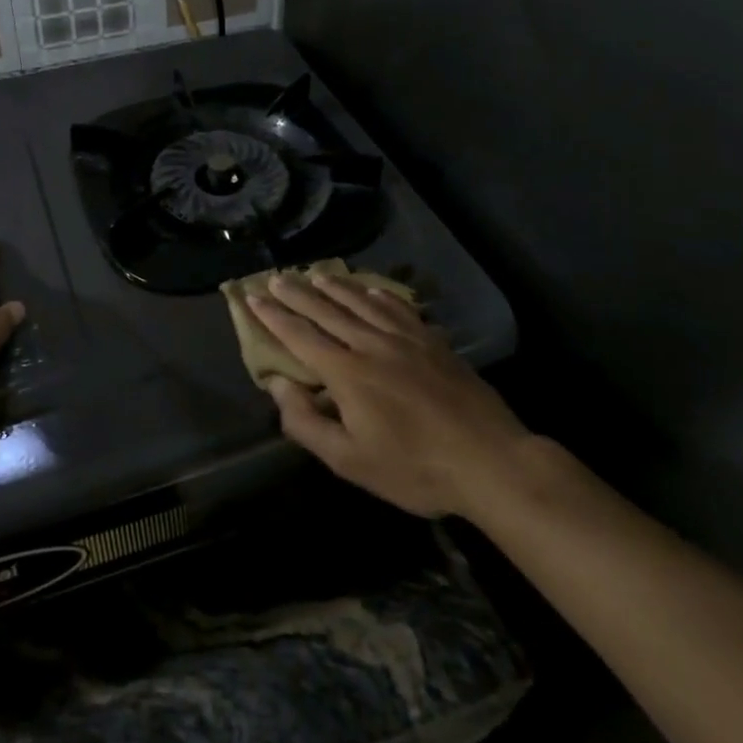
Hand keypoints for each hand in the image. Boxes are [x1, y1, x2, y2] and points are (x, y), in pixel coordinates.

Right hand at [247, 273, 529, 518]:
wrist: (490, 460)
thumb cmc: (414, 469)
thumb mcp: (350, 461)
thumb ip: (307, 423)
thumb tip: (278, 387)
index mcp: (347, 373)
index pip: (300, 336)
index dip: (273, 317)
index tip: (253, 298)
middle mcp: (371, 345)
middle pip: (326, 311)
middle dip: (297, 294)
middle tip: (276, 277)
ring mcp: (406, 339)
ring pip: (361, 303)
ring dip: (334, 286)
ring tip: (315, 274)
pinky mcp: (433, 342)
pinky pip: (398, 308)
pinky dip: (379, 294)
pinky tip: (371, 289)